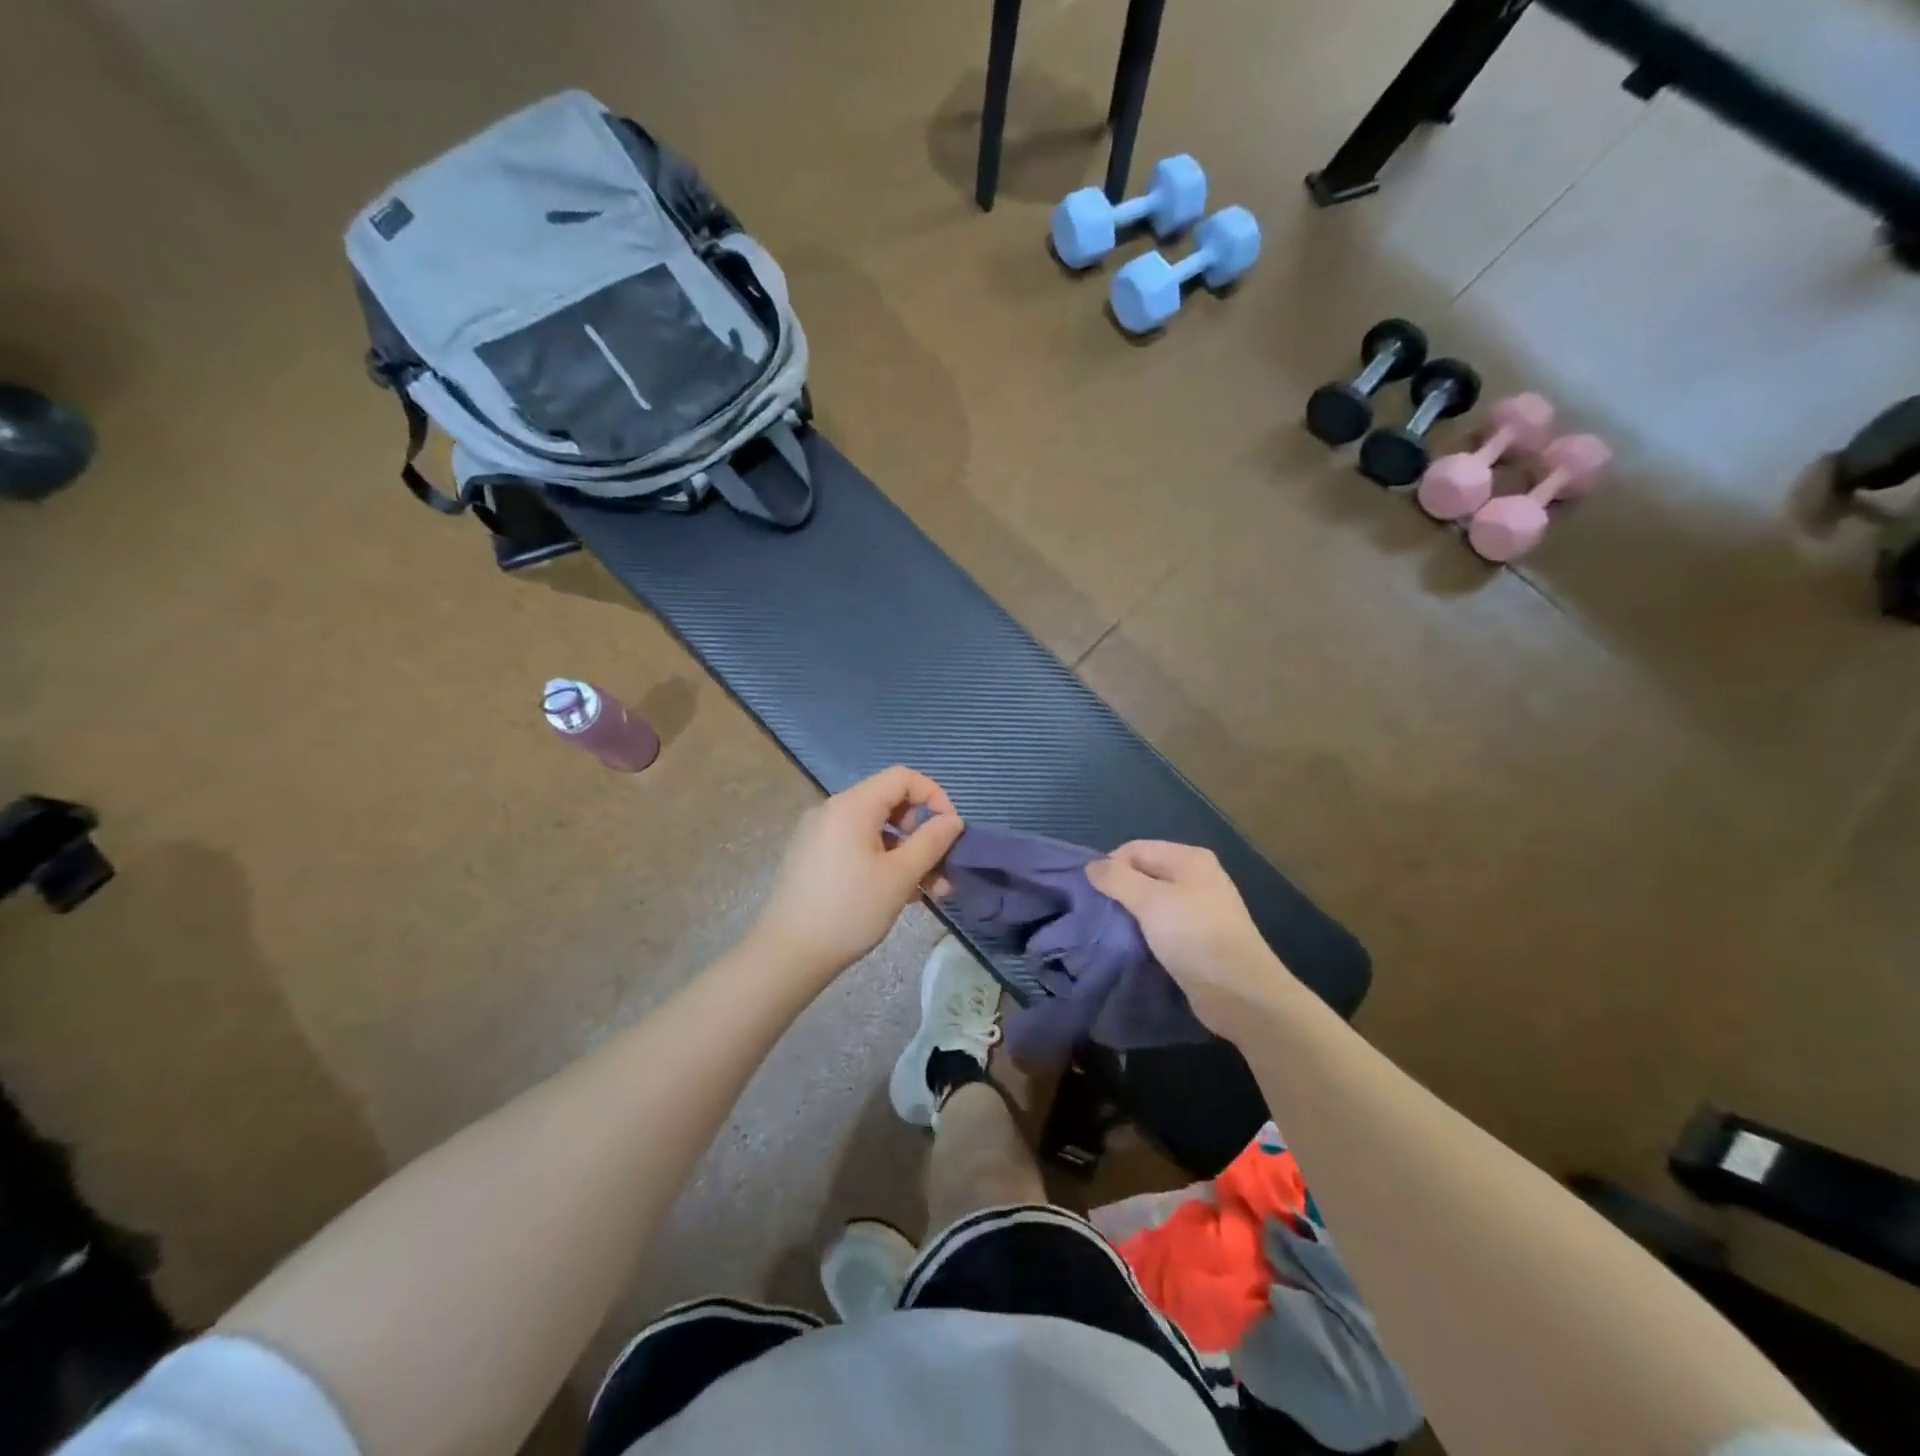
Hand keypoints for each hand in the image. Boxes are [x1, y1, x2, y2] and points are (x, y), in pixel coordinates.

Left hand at [750, 766, 964, 980]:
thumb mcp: (900, 876)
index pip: (903, 778)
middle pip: (890, 803)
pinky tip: (898, 894)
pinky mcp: (812, 856)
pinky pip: (857, 845)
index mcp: (852, 805)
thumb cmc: (850, 910)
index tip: (950, 832)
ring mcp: (819, 833)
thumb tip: (953, 821)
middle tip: (942, 869)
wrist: (788, 954)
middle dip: (922, 833)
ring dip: (907, 853)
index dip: (934, 797)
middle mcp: (832, 810)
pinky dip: (882, 860)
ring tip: (929, 891)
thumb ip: (931, 842)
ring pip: (875, 829)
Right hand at [1087, 841, 1294, 1033]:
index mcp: (1189, 858)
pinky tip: (1133, 946)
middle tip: (1099, 915)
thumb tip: (1091, 865)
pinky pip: (1162, 925)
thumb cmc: (1194, 936)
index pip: (1134, 849)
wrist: (1240, 993)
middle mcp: (1196, 877)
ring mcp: (1199, 908)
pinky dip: (1145, 932)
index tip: (1093, 896)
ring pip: (1151, 901)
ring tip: (1112, 931)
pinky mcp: (1198, 938)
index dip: (1111, 867)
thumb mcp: (1150, 901)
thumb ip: (1117, 879)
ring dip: (1130, 914)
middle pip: (1143, 873)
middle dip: (1119, 890)